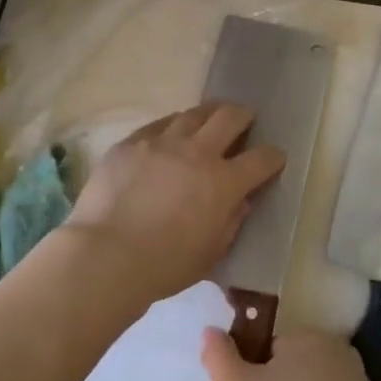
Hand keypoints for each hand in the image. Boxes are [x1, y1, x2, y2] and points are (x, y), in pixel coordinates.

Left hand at [64, 103, 285, 306]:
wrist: (105, 255)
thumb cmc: (164, 266)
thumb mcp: (211, 253)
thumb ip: (231, 222)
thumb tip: (239, 200)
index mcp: (224, 182)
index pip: (261, 159)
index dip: (273, 157)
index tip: (274, 158)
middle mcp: (197, 152)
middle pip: (230, 117)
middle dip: (244, 116)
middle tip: (245, 119)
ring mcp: (162, 142)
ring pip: (194, 113)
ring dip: (209, 114)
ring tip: (210, 119)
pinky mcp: (131, 142)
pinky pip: (159, 124)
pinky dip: (173, 126)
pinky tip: (171, 133)